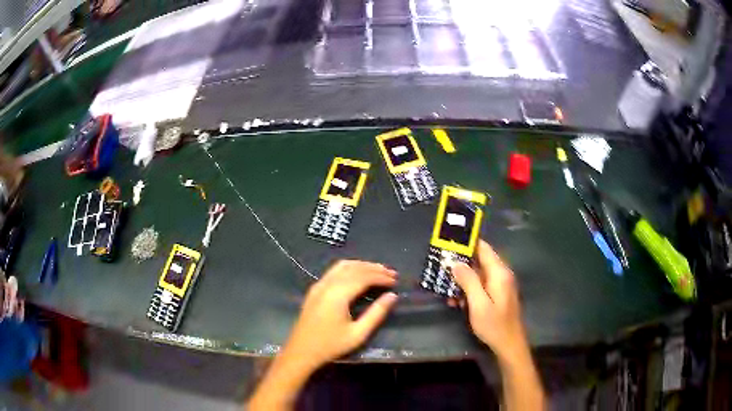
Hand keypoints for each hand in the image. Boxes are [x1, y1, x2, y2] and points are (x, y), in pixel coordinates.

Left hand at [283, 260, 397, 371]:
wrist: (301, 352)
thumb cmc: (331, 345)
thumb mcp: (357, 334)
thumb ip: (376, 314)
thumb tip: (392, 297)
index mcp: (337, 294)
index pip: (363, 277)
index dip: (380, 276)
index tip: (395, 280)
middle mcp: (327, 284)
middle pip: (353, 268)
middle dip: (374, 268)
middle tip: (391, 273)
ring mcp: (319, 285)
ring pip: (342, 266)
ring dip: (361, 266)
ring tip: (378, 271)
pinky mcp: (315, 289)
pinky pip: (334, 271)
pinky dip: (350, 268)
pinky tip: (358, 275)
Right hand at [451, 240, 527, 361]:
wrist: (509, 344)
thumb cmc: (494, 325)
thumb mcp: (478, 304)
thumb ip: (469, 281)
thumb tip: (456, 262)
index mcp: (499, 273)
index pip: (483, 248)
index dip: (467, 243)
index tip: (449, 243)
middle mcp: (502, 275)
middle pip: (480, 260)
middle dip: (461, 263)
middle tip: (441, 266)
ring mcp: (501, 285)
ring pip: (479, 274)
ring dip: (463, 280)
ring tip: (446, 288)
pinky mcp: (498, 295)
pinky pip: (481, 285)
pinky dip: (469, 289)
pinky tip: (456, 300)